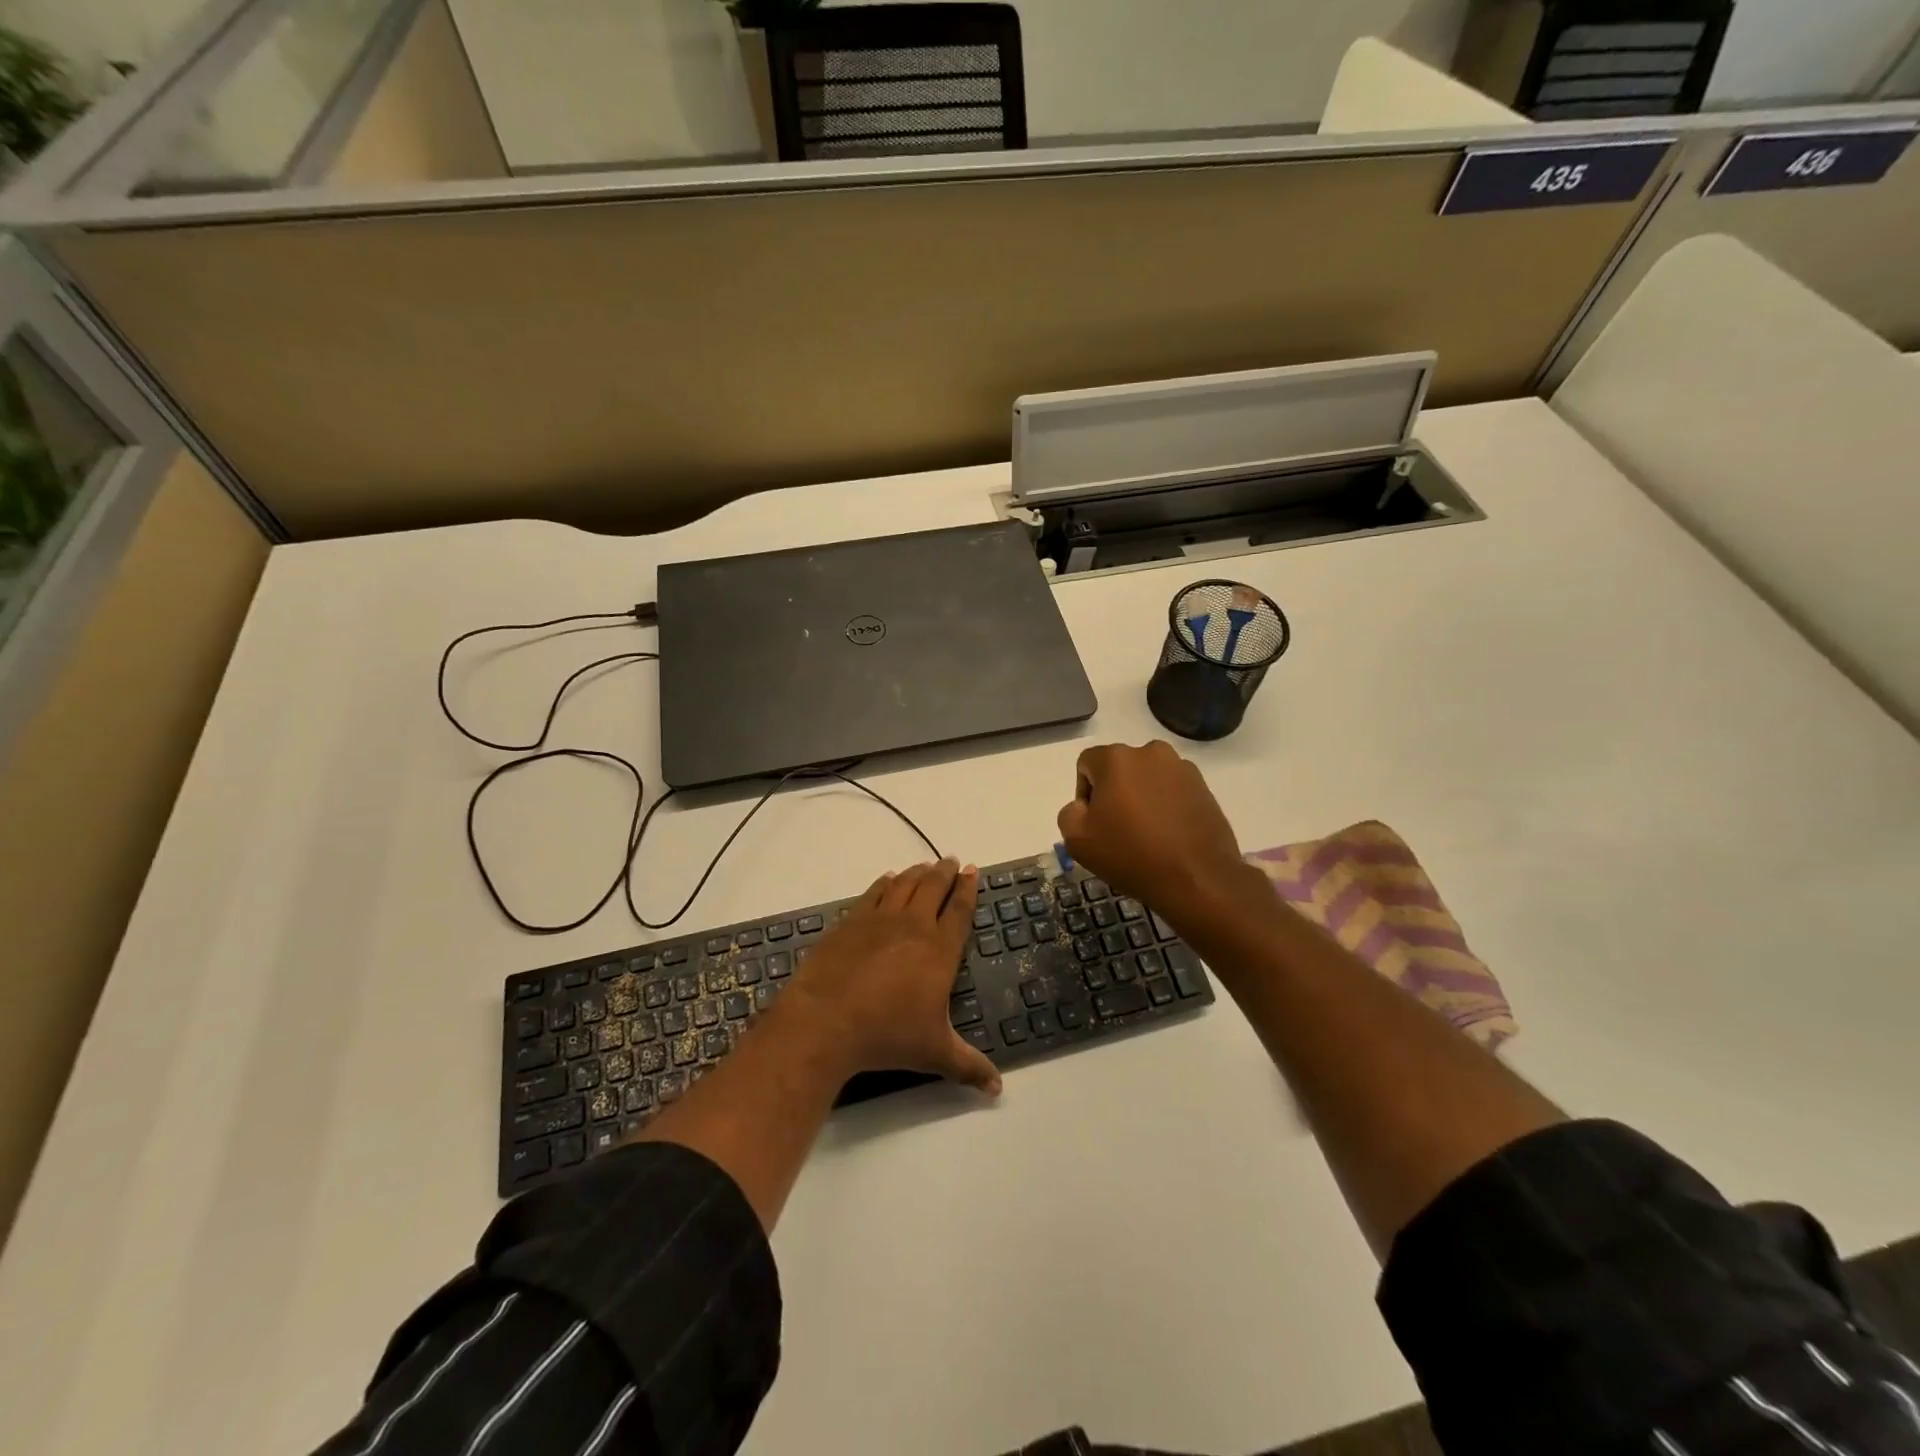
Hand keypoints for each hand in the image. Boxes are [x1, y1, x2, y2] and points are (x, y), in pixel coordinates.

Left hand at [782, 859, 1001, 1094]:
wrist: (827, 1020)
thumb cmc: (887, 1035)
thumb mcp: (934, 1054)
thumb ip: (969, 1066)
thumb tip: (998, 1089)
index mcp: (940, 950)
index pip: (960, 910)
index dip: (968, 889)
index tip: (972, 871)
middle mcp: (914, 925)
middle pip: (934, 887)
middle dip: (945, 872)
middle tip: (951, 861)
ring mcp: (880, 919)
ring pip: (905, 884)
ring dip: (918, 872)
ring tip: (925, 866)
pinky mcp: (851, 921)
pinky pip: (874, 892)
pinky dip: (885, 883)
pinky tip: (887, 880)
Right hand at [1056, 741, 1245, 914]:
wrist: (1197, 879)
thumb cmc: (1130, 854)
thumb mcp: (1076, 839)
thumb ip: (1069, 812)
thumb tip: (1085, 806)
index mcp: (1117, 758)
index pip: (1086, 764)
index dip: (1084, 794)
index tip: (1095, 824)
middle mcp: (1151, 752)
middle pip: (1119, 769)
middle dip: (1114, 794)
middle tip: (1119, 830)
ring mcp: (1182, 769)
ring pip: (1147, 779)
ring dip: (1141, 798)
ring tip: (1147, 834)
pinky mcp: (1204, 788)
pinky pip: (1172, 791)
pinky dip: (1166, 806)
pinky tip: (1169, 835)